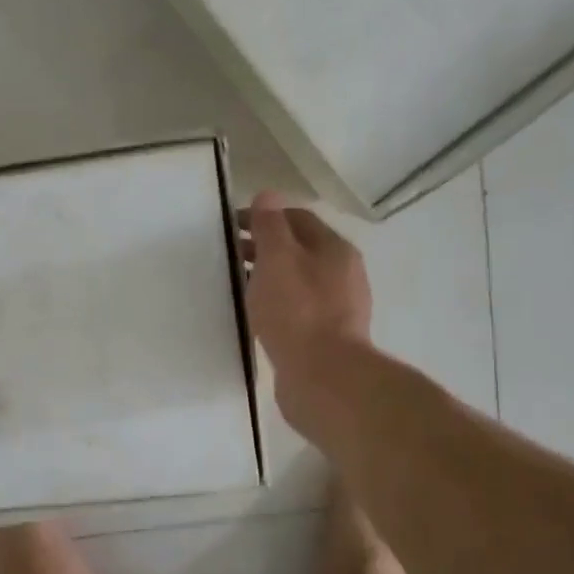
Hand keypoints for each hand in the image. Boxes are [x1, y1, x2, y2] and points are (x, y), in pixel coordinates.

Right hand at [242, 191, 371, 432]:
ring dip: (270, 277)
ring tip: (239, 285)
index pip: (297, 218)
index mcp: (335, 249)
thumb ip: (270, 226)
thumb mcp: (277, 259)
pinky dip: (277, 304)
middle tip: (229, 255)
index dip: (264, 216)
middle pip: (299, 249)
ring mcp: (339, 308)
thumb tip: (267, 195)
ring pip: (298, 281)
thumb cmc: (297, 311)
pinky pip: (298, 310)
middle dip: (265, 247)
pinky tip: (258, 316)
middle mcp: (343, 274)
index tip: (231, 225)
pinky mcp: (328, 338)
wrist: (324, 378)